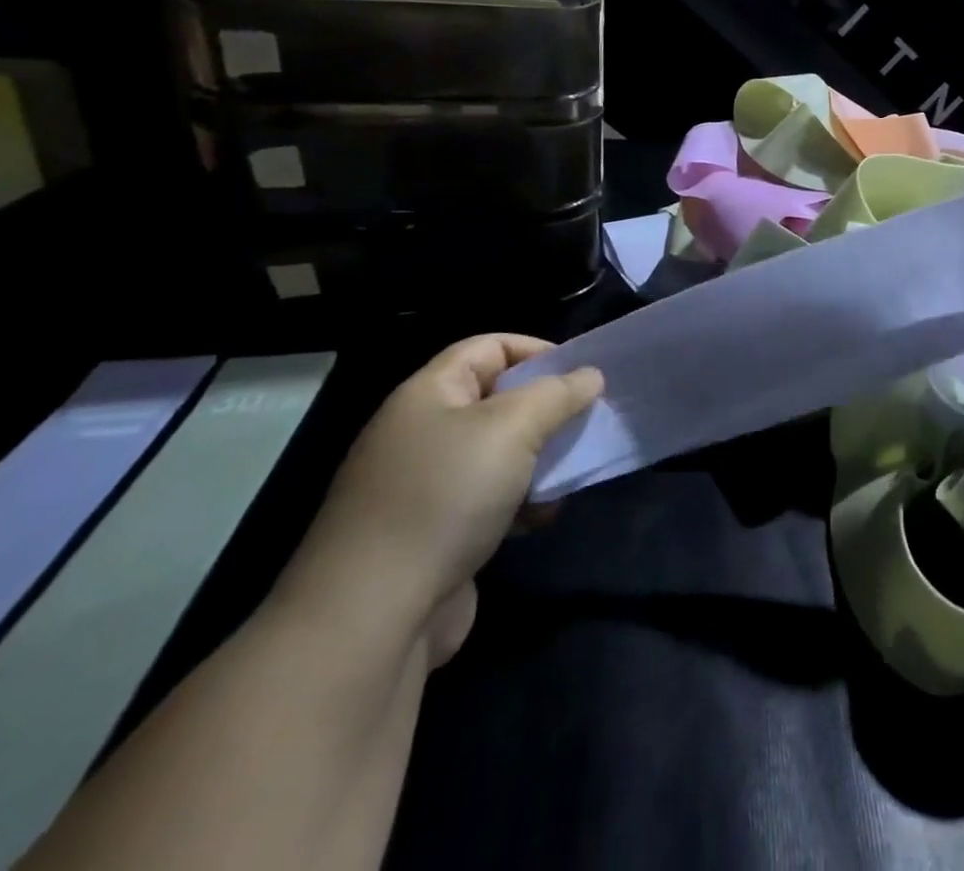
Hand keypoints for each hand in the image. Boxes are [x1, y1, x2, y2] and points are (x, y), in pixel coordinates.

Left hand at [273, 335, 602, 668]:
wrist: (373, 617)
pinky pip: (489, 499)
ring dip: (540, 460)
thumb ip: (557, 394)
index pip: (489, 347)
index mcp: (429, 394)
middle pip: (498, 400)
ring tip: (570, 474)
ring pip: (499, 452)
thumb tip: (590, 376)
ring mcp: (425, 486)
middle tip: (586, 422)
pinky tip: (541, 519)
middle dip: (547, 409)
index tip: (582, 374)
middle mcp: (423, 432)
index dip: (537, 350)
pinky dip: (521, 502)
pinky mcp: (434, 533)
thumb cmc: (445, 497)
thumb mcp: (512, 429)